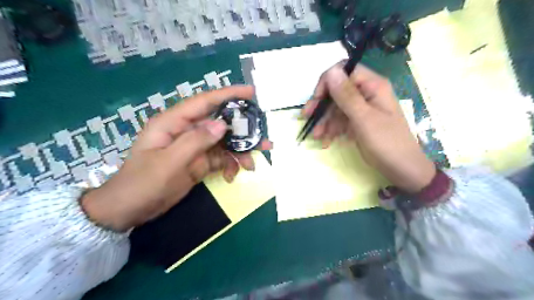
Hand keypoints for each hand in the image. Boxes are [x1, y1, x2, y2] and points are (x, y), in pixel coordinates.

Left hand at [81, 85, 272, 230]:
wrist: (130, 209)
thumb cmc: (143, 183)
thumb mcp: (169, 162)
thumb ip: (196, 141)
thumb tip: (222, 125)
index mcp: (174, 123)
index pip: (205, 102)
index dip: (228, 94)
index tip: (251, 92)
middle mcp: (186, 131)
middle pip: (220, 124)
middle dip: (242, 131)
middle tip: (263, 140)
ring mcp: (194, 147)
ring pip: (223, 143)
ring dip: (239, 152)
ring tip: (252, 165)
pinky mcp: (199, 162)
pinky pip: (220, 158)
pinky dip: (229, 165)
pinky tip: (233, 175)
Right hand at [304, 64, 433, 193]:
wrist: (402, 169)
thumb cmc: (386, 142)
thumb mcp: (364, 119)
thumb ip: (347, 95)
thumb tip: (331, 71)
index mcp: (372, 86)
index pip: (344, 72)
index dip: (327, 83)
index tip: (316, 100)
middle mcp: (366, 93)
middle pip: (337, 91)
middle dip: (322, 106)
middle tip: (307, 118)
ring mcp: (362, 108)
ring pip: (336, 107)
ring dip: (324, 121)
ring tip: (317, 137)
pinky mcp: (358, 122)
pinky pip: (340, 120)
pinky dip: (331, 129)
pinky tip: (326, 141)